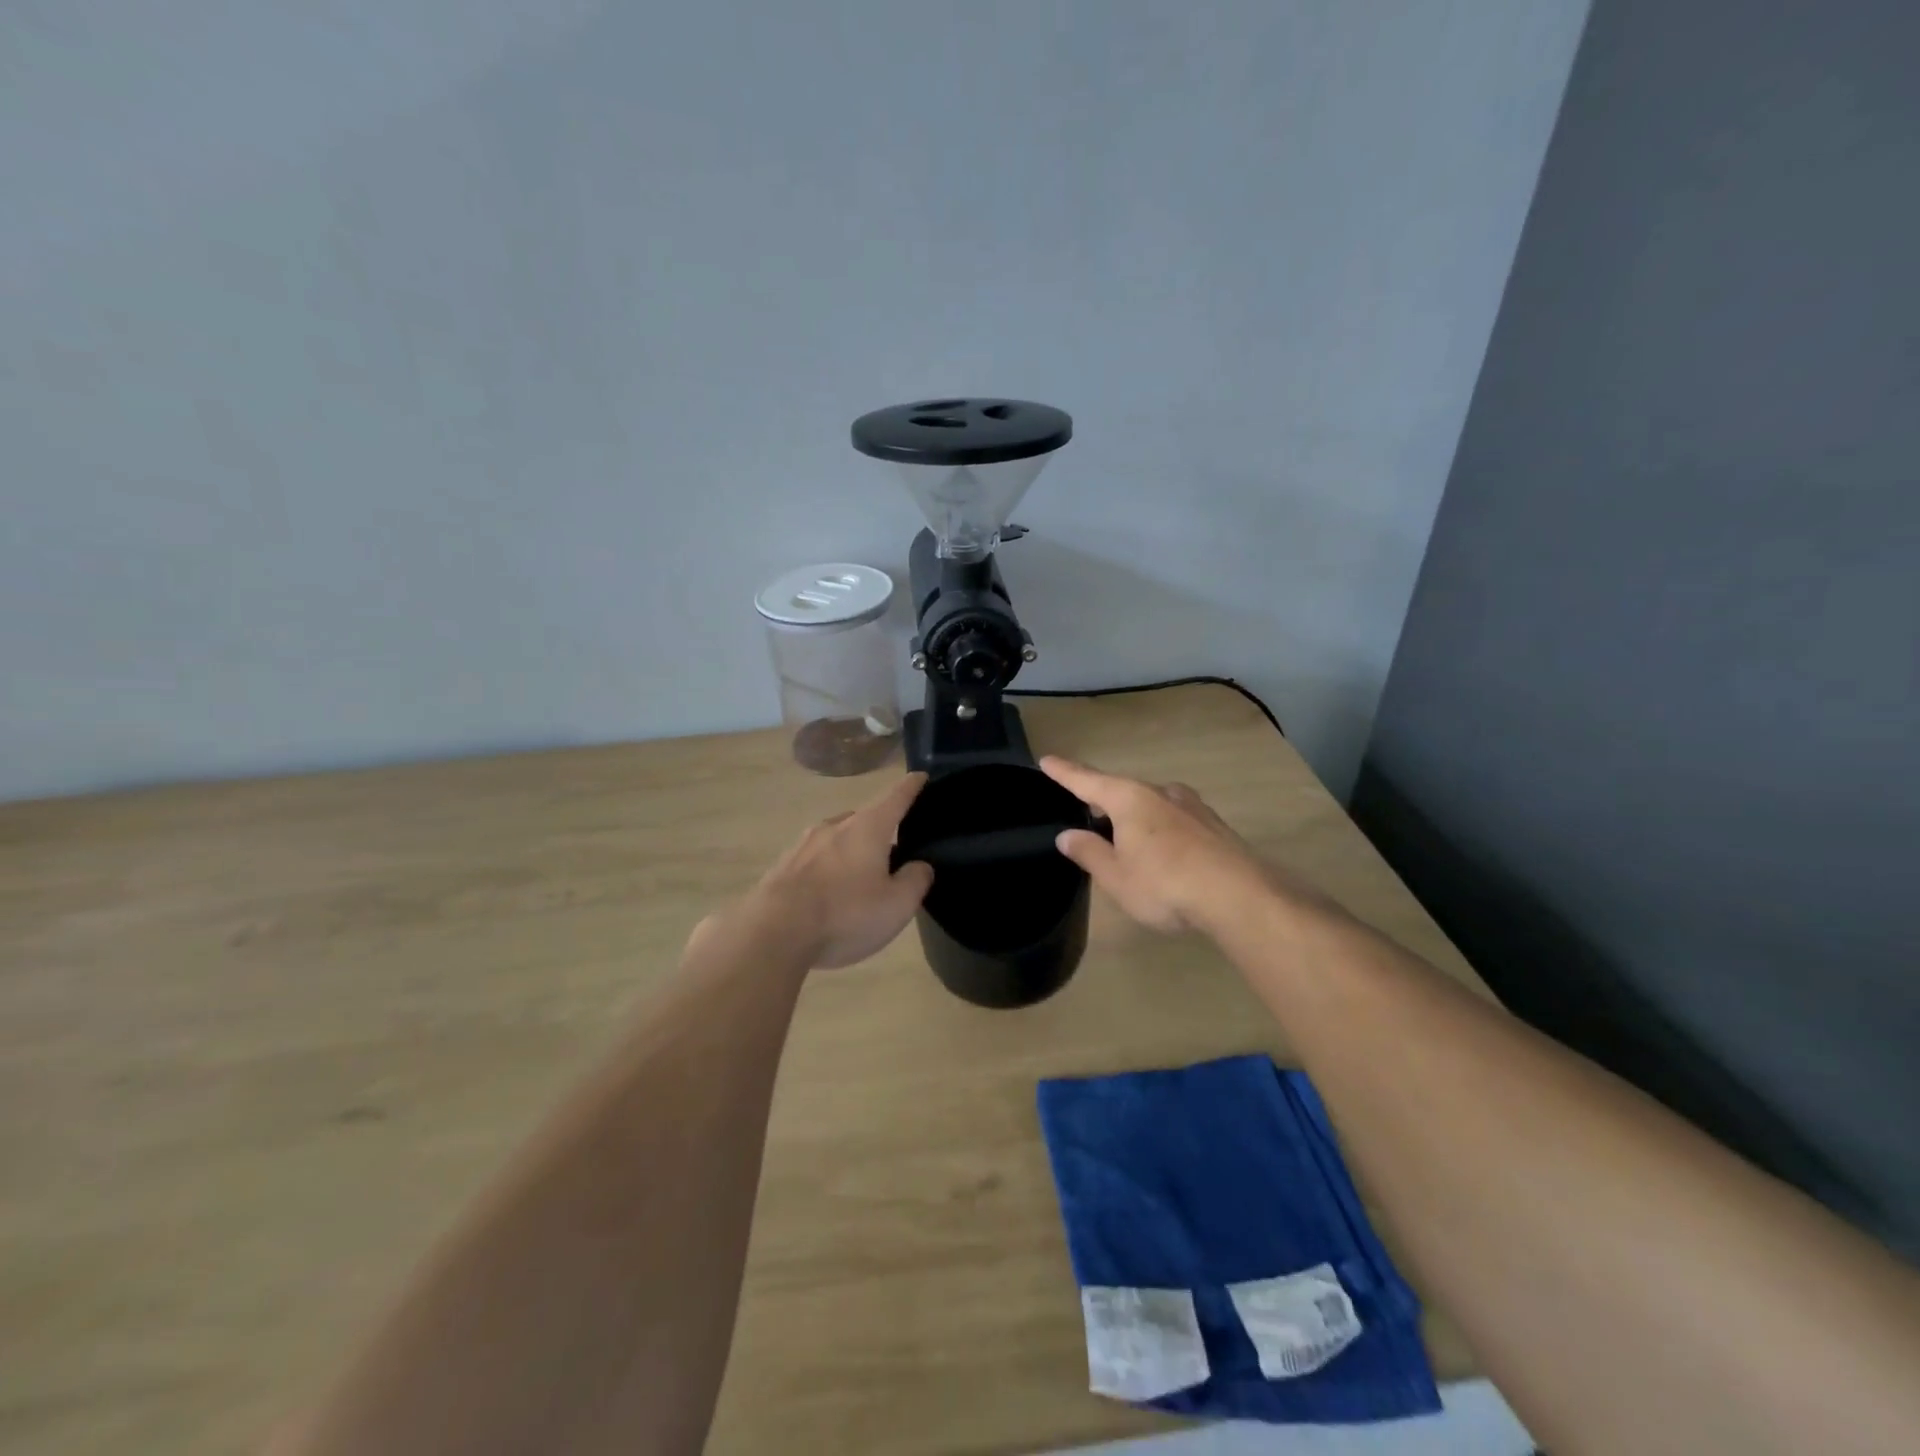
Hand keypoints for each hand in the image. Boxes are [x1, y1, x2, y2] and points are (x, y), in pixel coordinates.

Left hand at [746, 773, 935, 968]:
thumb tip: (919, 866)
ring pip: (836, 839)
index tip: (920, 776)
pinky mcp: (782, 866)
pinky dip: (827, 870)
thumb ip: (915, 880)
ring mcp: (803, 844)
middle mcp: (835, 826)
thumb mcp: (897, 905)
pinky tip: (826, 894)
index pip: (896, 797)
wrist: (773, 933)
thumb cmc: (845, 914)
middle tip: (893, 852)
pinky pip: (814, 860)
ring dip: (850, 851)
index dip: (911, 787)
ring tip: (859, 876)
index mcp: (868, 827)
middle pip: (864, 819)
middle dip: (880, 829)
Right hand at [1040, 756, 1274, 933]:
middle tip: (1088, 820)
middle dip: (1104, 804)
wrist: (1240, 897)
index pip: (1087, 781)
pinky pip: (1174, 820)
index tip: (1047, 759)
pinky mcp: (1214, 825)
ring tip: (1127, 844)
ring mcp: (1192, 806)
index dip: (1064, 772)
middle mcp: (1160, 792)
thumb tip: (1068, 835)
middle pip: (1122, 792)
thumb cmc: (1165, 884)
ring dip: (1134, 819)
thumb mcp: (1116, 876)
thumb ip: (1089, 852)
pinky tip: (1164, 856)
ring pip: (1151, 805)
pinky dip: (1160, 831)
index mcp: (1129, 799)